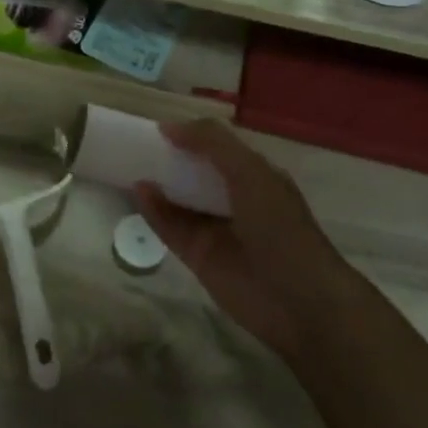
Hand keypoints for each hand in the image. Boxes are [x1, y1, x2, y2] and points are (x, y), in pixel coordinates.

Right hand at [134, 121, 354, 367]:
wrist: (298, 301)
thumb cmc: (280, 227)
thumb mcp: (250, 173)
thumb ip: (211, 144)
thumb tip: (168, 127)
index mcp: (255, 176)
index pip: (218, 148)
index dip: (192, 136)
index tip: (161, 127)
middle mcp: (234, 199)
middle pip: (195, 173)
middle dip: (171, 158)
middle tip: (138, 142)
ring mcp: (215, 229)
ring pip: (179, 200)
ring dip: (158, 183)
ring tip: (129, 163)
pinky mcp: (198, 256)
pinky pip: (170, 228)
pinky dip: (153, 211)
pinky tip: (138, 191)